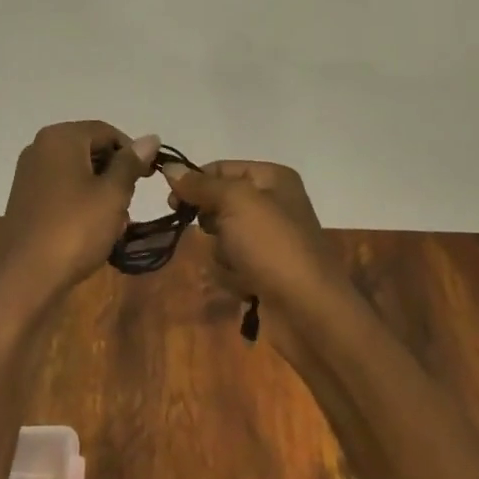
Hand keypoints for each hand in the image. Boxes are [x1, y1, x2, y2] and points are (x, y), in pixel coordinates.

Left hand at [0, 121, 157, 307]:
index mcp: (61, 137)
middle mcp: (41, 147)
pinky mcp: (26, 197)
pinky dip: (80, 202)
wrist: (24, 276)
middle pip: (90, 149)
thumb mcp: (112, 194)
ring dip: (100, 192)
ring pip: (78, 172)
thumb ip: (130, 163)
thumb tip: (150, 138)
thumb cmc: (74, 229)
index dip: (132, 153)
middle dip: (115, 175)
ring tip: (114, 224)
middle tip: (129, 204)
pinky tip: (92, 229)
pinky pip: (62, 188)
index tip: (148, 178)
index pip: (106, 132)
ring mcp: (30, 172)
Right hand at [166, 160, 351, 360]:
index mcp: (272, 178)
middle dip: (212, 225)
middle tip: (218, 235)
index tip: (172, 202)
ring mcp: (269, 240)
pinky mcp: (265, 271)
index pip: (220, 168)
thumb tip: (169, 167)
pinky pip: (231, 264)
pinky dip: (232, 275)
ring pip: (221, 237)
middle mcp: (272, 204)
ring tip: (239, 267)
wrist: (309, 311)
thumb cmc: (273, 245)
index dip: (195, 182)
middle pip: (219, 204)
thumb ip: (201, 185)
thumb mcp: (235, 202)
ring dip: (222, 254)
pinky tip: (246, 286)